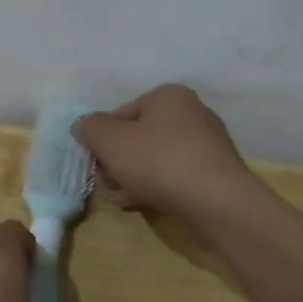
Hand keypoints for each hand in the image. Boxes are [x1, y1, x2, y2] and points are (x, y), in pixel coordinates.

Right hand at [73, 84, 265, 227]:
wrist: (220, 203)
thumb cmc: (160, 162)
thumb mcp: (111, 142)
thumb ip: (90, 129)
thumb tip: (83, 126)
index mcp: (168, 95)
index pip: (121, 114)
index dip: (104, 141)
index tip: (99, 167)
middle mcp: (192, 111)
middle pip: (139, 137)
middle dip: (120, 162)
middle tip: (112, 186)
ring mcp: (209, 143)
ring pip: (157, 159)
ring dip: (136, 178)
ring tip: (128, 200)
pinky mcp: (218, 172)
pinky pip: (178, 176)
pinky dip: (161, 187)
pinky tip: (150, 206)